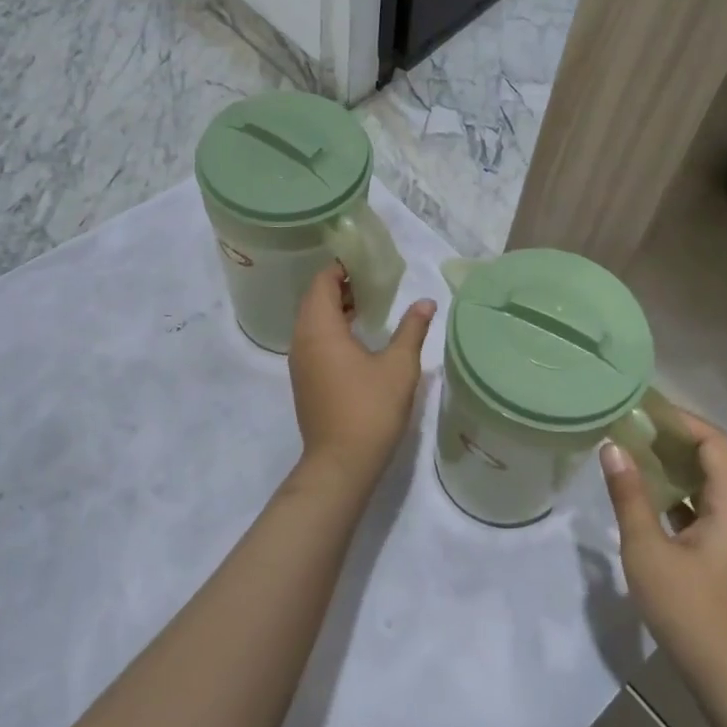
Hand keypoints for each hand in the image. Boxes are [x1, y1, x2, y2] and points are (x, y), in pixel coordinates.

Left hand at [287, 264, 434, 497]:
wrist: (340, 465)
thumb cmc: (370, 409)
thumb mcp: (399, 366)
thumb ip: (412, 329)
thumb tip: (426, 302)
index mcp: (319, 328)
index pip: (322, 282)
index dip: (341, 267)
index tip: (366, 261)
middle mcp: (302, 340)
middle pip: (314, 300)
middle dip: (340, 286)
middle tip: (372, 280)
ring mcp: (300, 363)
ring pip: (313, 322)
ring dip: (336, 309)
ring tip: (369, 305)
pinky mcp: (305, 381)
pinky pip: (314, 342)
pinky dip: (332, 330)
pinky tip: (358, 339)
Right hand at [602, 412, 726, 700]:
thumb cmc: (691, 613)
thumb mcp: (649, 551)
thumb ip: (630, 496)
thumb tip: (612, 447)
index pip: (714, 443)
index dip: (680, 421)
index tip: (641, 411)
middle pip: (714, 459)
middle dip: (672, 439)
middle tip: (629, 427)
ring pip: (708, 485)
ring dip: (673, 466)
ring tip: (632, 452)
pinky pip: (703, 508)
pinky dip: (677, 493)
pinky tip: (645, 495)